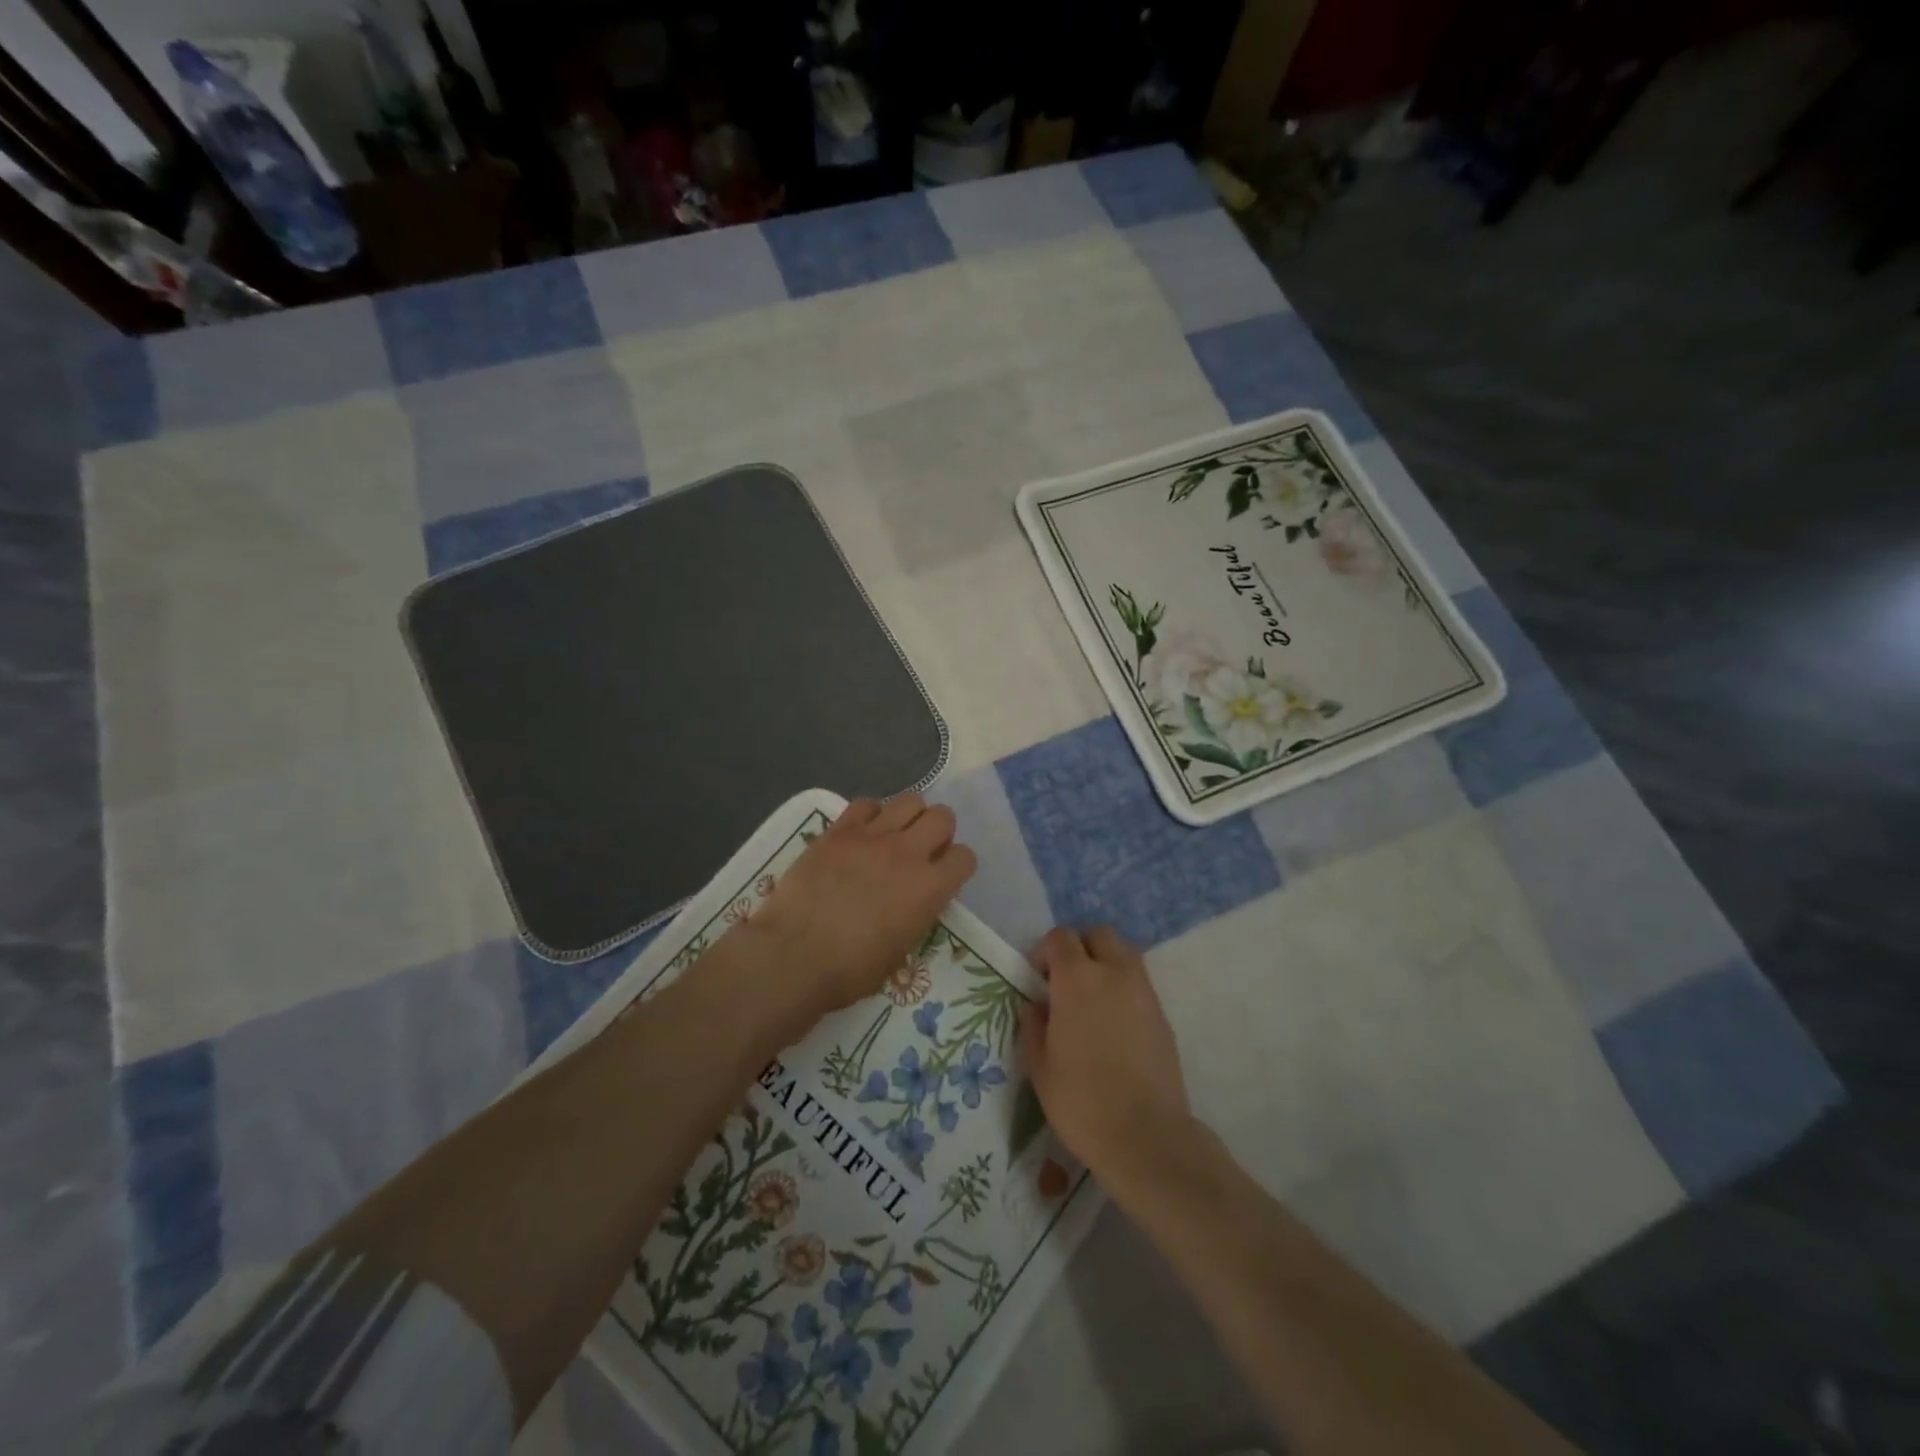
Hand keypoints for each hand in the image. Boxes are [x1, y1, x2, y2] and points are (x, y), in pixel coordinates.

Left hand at [732, 795, 975, 1031]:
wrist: (794, 955)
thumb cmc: (850, 969)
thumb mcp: (901, 950)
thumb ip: (917, 914)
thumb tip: (914, 900)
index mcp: (930, 888)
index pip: (965, 857)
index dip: (956, 866)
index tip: (942, 876)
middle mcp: (908, 853)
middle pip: (943, 817)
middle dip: (938, 832)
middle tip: (921, 851)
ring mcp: (873, 836)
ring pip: (909, 800)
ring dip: (909, 817)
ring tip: (893, 836)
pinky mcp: (839, 830)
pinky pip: (866, 804)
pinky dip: (870, 815)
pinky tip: (861, 834)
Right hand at [1019, 926, 1191, 1178]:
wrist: (1145, 1135)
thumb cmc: (1081, 1100)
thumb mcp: (1039, 1065)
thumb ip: (1033, 1025)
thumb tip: (1037, 1006)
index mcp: (1077, 979)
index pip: (1060, 937)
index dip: (1045, 952)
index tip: (1038, 980)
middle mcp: (1113, 973)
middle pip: (1097, 935)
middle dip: (1079, 948)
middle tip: (1066, 982)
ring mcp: (1143, 991)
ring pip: (1123, 953)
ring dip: (1104, 963)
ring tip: (1091, 1001)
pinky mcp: (1161, 1013)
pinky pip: (1138, 982)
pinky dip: (1123, 987)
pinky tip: (1112, 1024)